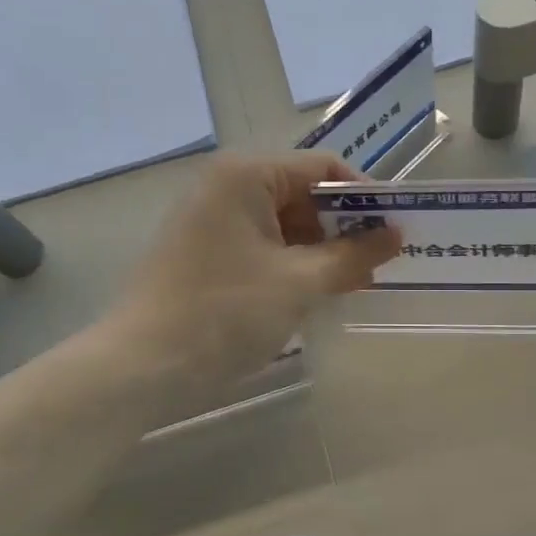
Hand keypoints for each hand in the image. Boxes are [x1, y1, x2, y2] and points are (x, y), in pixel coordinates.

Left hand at [103, 153, 400, 389]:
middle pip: (302, 193)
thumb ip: (353, 255)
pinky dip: (291, 263)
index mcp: (247, 175)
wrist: (139, 367)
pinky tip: (314, 292)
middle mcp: (226, 185)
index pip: (323, 168)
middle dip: (343, 227)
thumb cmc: (225, 312)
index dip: (365, 197)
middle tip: (379, 263)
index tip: (396, 231)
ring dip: (320, 249)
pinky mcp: (203, 250)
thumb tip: (396, 236)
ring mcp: (210, 218)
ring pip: (283, 222)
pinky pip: (262, 244)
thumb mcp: (300, 283)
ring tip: (353, 283)